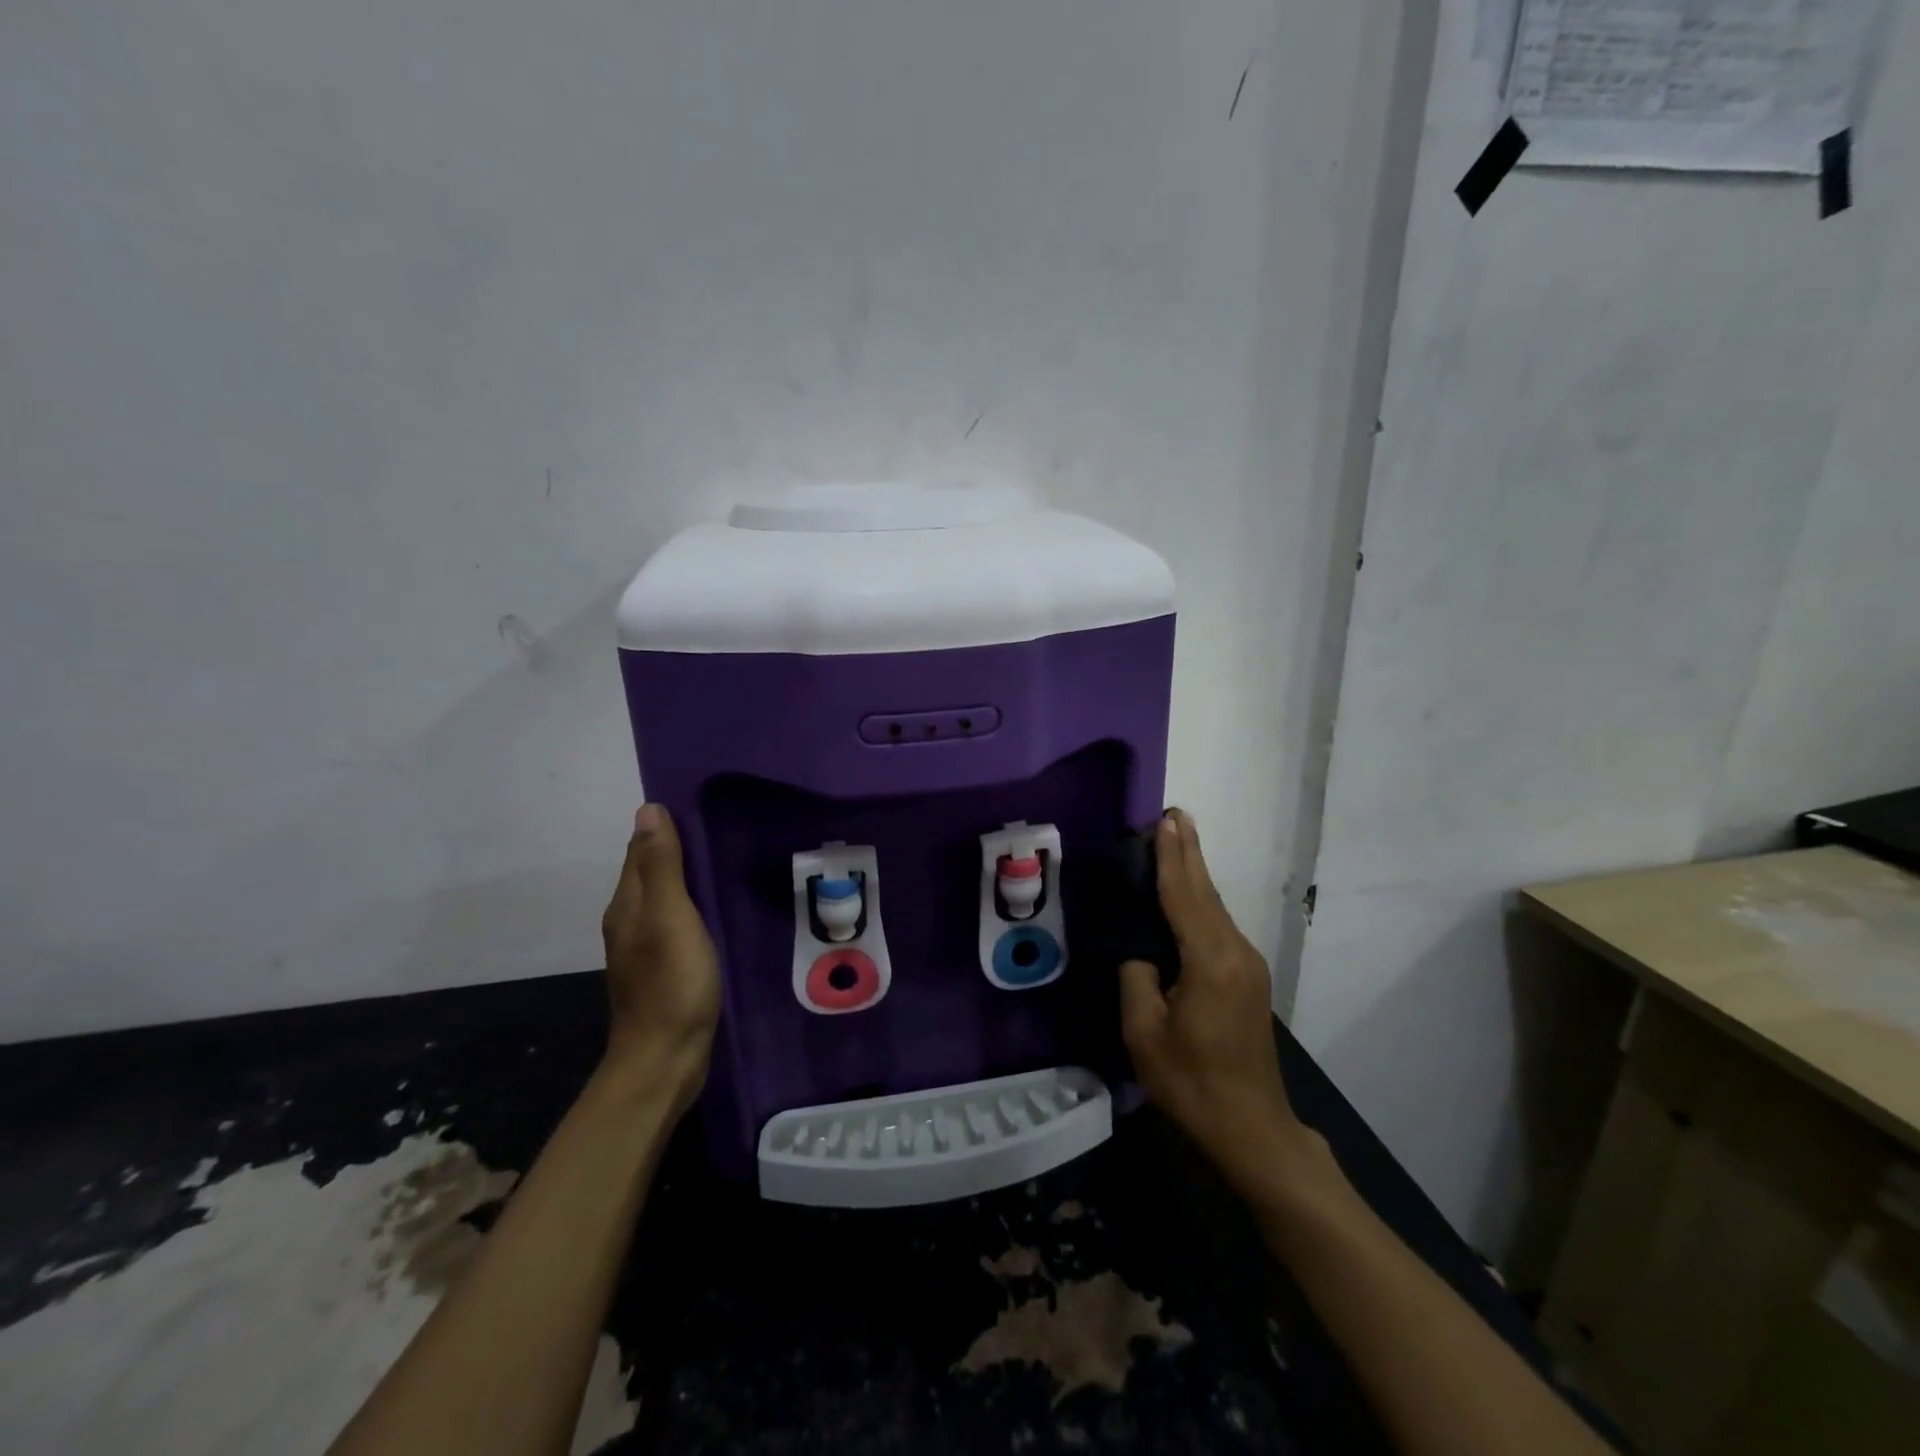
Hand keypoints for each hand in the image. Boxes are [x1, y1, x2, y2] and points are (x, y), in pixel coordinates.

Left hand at [599, 804, 721, 1107]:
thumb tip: (648, 809)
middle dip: (680, 846)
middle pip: (652, 871)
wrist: (665, 1060)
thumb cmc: (671, 984)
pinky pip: (678, 921)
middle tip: (726, 825)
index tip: (704, 802)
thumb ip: (661, 867)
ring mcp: (646, 947)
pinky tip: (720, 908)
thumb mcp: (670, 919)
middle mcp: (630, 920)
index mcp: (628, 904)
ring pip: (666, 897)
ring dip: (689, 877)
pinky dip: (695, 906)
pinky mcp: (665, 967)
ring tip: (729, 858)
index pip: (642, 848)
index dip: (667, 825)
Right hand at [1119, 811, 1319, 1195]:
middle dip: (1189, 853)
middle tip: (1174, 815)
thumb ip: (1137, 977)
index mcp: (1210, 961)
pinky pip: (1218, 926)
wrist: (1252, 1129)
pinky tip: (1186, 893)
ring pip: (1215, 907)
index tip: (1165, 819)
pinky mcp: (1248, 978)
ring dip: (1193, 874)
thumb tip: (1139, 949)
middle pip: (1206, 892)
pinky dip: (1199, 900)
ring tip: (1174, 842)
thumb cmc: (1192, 1083)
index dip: (1172, 857)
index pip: (1184, 896)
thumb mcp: (1145, 1032)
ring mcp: (1248, 964)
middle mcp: (1236, 952)